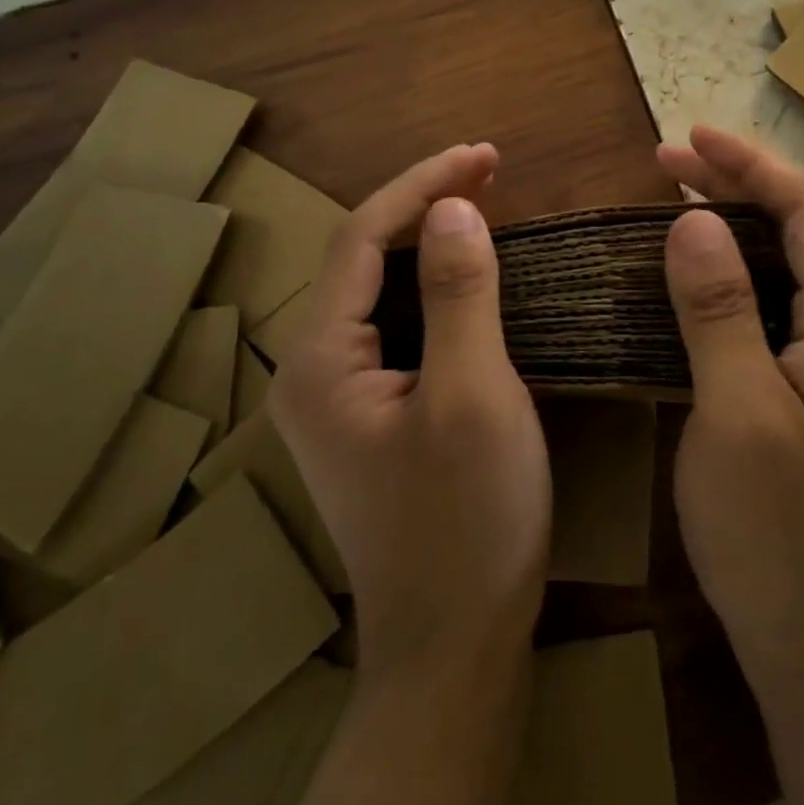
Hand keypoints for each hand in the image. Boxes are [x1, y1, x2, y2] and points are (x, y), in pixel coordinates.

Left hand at [271, 144, 549, 677]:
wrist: (453, 650)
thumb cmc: (466, 522)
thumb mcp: (473, 396)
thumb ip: (458, 294)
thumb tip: (452, 207)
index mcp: (320, 359)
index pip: (362, 237)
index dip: (422, 184)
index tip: (483, 155)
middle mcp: (313, 368)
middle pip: (365, 256)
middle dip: (425, 202)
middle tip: (490, 169)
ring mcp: (339, 394)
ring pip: (381, 287)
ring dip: (430, 238)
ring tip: (483, 201)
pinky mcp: (371, 412)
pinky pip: (399, 322)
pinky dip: (436, 284)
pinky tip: (470, 273)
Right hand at [661, 126, 803, 804]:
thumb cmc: (781, 536)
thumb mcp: (738, 415)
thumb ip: (720, 309)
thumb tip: (693, 220)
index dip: (748, 164)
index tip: (688, 137)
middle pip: (803, 231)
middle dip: (737, 188)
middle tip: (666, 166)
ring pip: (794, 269)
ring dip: (738, 229)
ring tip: (677, 206)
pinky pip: (786, 308)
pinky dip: (741, 276)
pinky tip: (702, 282)